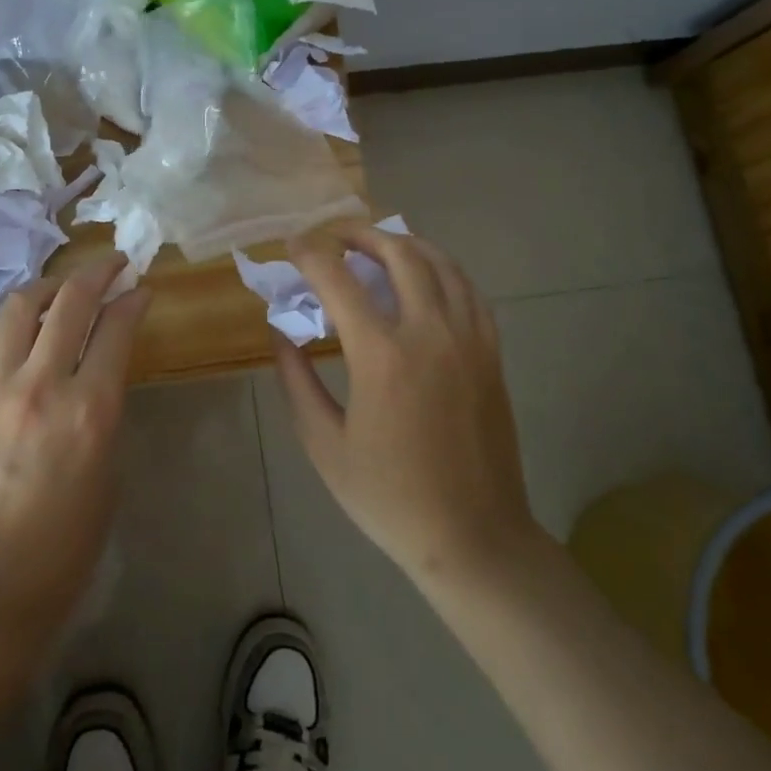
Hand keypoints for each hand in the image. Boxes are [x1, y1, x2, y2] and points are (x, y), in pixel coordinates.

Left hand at [0, 257, 152, 634]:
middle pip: (71, 301)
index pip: (116, 328)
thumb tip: (99, 374)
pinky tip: (24, 327)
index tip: (142, 288)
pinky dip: (14, 322)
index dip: (133, 300)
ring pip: (21, 307)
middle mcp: (42, 386)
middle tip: (114, 264)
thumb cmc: (62, 548)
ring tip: (65, 290)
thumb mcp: (107, 475)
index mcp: (91, 411)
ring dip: (50, 287)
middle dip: (98, 272)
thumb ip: (105, 413)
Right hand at [275, 221, 540, 589]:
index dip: (310, 254)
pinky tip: (423, 275)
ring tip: (375, 244)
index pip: (338, 279)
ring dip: (403, 242)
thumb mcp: (323, 445)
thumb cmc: (389, 497)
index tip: (292, 246)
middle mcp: (429, 333)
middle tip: (332, 235)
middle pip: (397, 253)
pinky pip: (468, 289)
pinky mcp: (491, 352)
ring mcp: (468, 339)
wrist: (473, 537)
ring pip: (439, 262)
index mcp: (381, 356)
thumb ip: (296, 380)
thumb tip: (280, 332)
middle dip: (358, 233)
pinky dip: (441, 268)